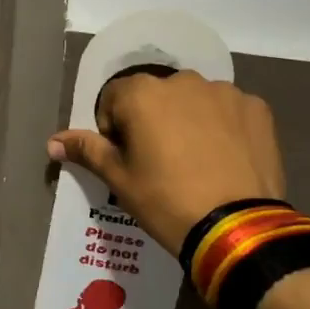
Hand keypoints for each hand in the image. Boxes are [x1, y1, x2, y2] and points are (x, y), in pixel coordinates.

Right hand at [47, 70, 285, 253]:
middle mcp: (183, 80)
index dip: (114, 128)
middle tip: (161, 162)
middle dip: (153, 120)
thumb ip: (86, 150)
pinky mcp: (257, 107)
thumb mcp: (119, 178)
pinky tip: (226, 159)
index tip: (127, 159)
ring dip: (189, 120)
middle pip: (156, 95)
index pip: (114, 99)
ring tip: (197, 162)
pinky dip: (224, 126)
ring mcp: (225, 92)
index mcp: (142, 93)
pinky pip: (230, 110)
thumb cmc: (166, 201)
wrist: (236, 228)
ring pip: (195, 100)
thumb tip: (52, 141)